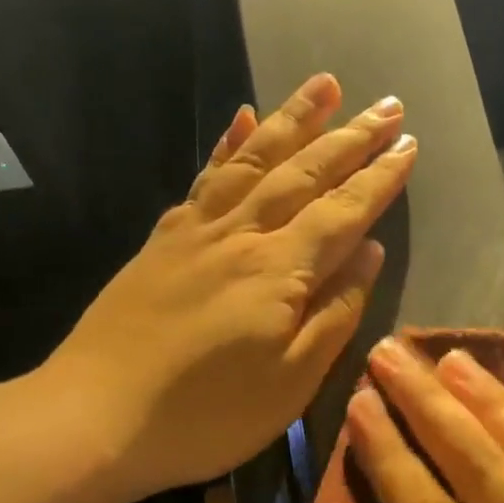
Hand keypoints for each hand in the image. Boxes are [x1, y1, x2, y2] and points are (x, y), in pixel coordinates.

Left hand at [48, 74, 416, 500]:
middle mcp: (240, 235)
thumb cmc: (207, 414)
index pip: (343, 212)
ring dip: (292, 119)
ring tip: (323, 85)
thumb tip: (370, 253)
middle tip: (387, 105)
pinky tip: (241, 119)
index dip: (379, 179)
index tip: (409, 145)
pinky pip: (205, 177)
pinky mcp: (162, 241)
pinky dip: (228, 144)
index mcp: (279, 271)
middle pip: (303, 174)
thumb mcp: (291, 381)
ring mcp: (196, 232)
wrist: (94, 417)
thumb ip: (335, 312)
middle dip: (350, 137)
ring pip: (253, 161)